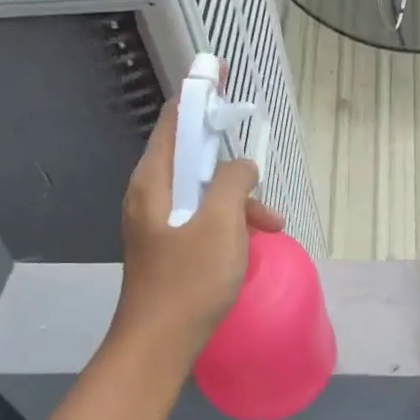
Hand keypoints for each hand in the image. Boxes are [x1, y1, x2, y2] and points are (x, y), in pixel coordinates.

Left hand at [110, 103, 283, 361]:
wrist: (159, 344)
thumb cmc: (189, 280)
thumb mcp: (221, 223)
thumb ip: (232, 182)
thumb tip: (242, 166)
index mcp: (153, 180)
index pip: (175, 119)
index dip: (198, 93)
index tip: (221, 75)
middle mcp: (149, 194)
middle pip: (191, 157)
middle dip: (230, 162)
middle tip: (260, 174)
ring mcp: (156, 222)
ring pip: (201, 192)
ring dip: (237, 200)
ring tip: (270, 225)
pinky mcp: (167, 246)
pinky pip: (201, 218)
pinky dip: (227, 222)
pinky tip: (250, 244)